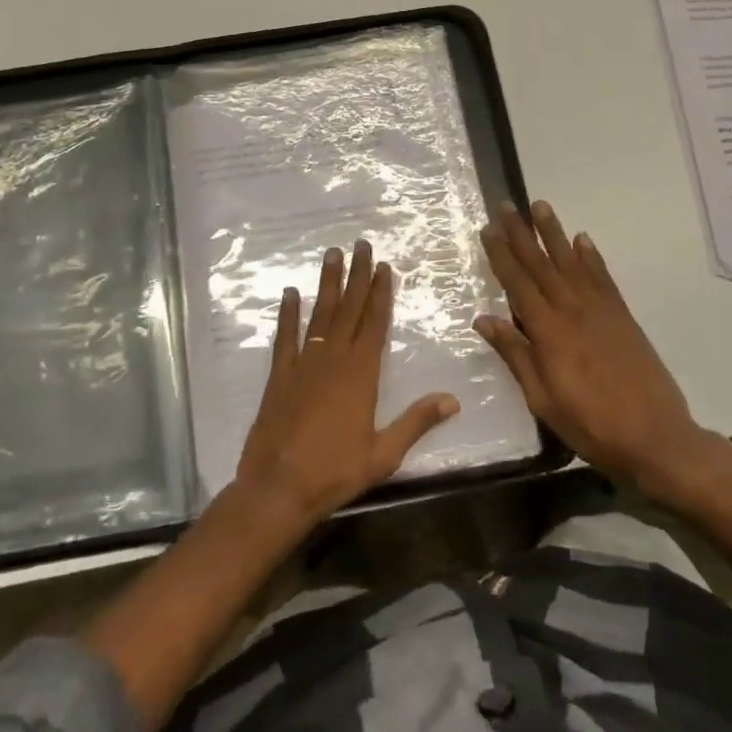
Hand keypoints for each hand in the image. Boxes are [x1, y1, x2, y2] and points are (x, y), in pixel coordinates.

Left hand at [234, 239, 460, 528]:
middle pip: (348, 309)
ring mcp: (303, 365)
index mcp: (361, 375)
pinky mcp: (278, 376)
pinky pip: (285, 337)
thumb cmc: (335, 472)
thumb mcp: (384, 453)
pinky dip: (288, 314)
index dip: (380, 294)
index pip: (374, 324)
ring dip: (327, 284)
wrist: (278, 487)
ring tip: (332, 254)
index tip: (384, 267)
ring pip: (319, 314)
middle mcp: (333, 360)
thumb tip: (452, 400)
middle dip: (357, 276)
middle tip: (361, 245)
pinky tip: (290, 293)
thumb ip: (416, 422)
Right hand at [474, 202, 702, 488]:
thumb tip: (483, 319)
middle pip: (542, 264)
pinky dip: (591, 257)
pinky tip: (582, 241)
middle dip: (522, 234)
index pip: (518, 284)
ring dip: (555, 234)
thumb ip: (515, 355)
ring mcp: (601, 311)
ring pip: (572, 263)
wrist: (656, 437)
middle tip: (507, 205)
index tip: (488, 229)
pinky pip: (603, 278)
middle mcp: (572, 311)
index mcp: (548, 332)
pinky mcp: (623, 317)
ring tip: (541, 206)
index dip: (501, 255)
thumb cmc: (591, 424)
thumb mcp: (542, 399)